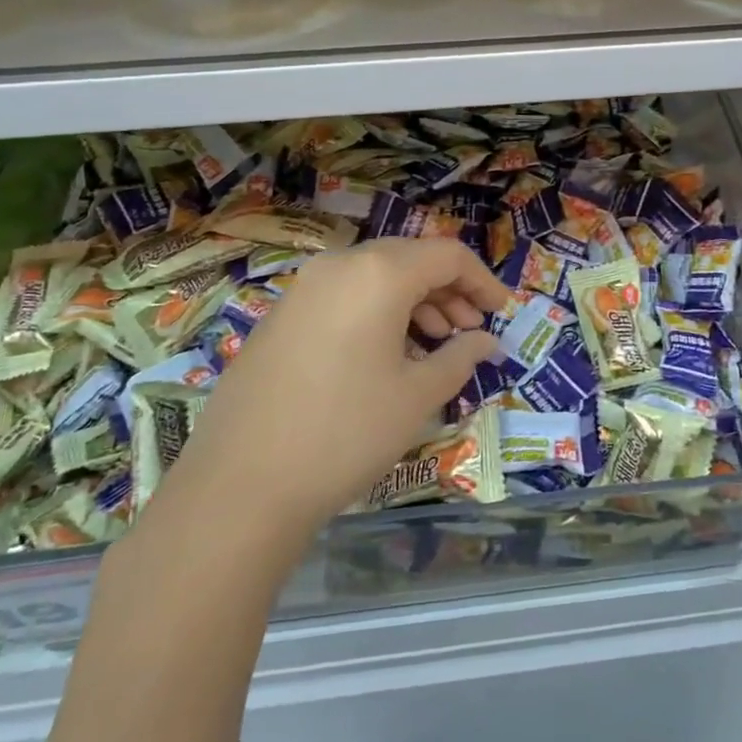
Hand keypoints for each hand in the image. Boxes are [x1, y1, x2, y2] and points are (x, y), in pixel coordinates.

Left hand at [159, 239, 508, 528]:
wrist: (240, 486)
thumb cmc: (346, 432)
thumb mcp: (417, 396)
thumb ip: (460, 357)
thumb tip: (485, 341)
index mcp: (378, 273)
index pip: (447, 255)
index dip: (482, 281)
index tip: (502, 313)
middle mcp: (338, 266)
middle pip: (410, 260)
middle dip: (449, 291)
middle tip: (471, 331)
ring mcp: (302, 290)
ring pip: (375, 277)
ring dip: (414, 302)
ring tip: (434, 346)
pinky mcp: (279, 317)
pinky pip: (344, 297)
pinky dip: (377, 314)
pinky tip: (386, 358)